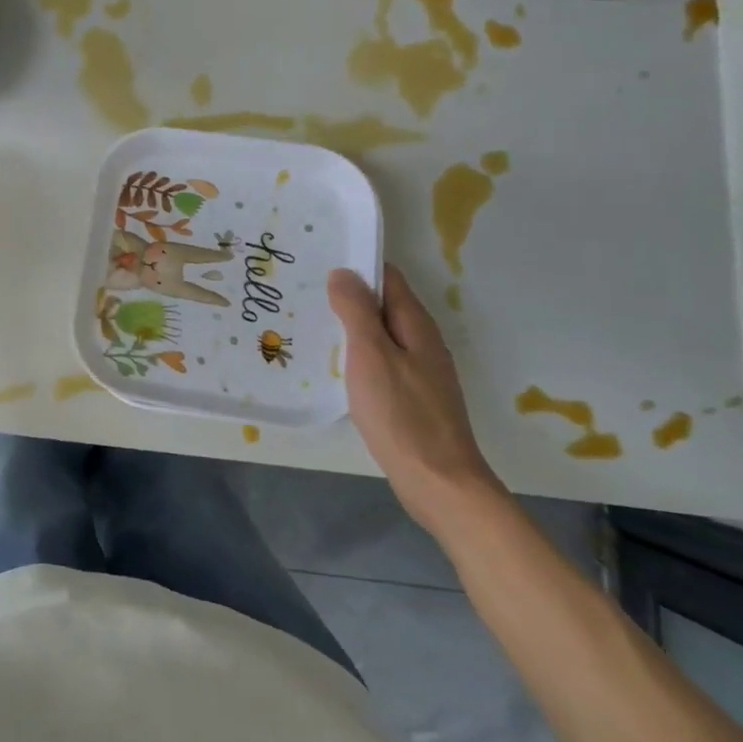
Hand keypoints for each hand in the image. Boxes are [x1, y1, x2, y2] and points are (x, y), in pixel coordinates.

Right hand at [328, 264, 503, 532]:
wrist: (438, 483)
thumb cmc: (402, 415)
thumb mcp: (371, 356)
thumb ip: (356, 312)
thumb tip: (343, 272)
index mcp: (415, 325)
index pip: (387, 278)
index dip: (356, 265)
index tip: (319, 258)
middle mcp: (422, 342)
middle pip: (383, 305)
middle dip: (348, 295)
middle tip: (304, 290)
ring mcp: (419, 371)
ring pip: (380, 334)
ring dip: (350, 325)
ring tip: (310, 321)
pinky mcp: (412, 397)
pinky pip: (381, 361)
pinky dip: (357, 354)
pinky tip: (334, 365)